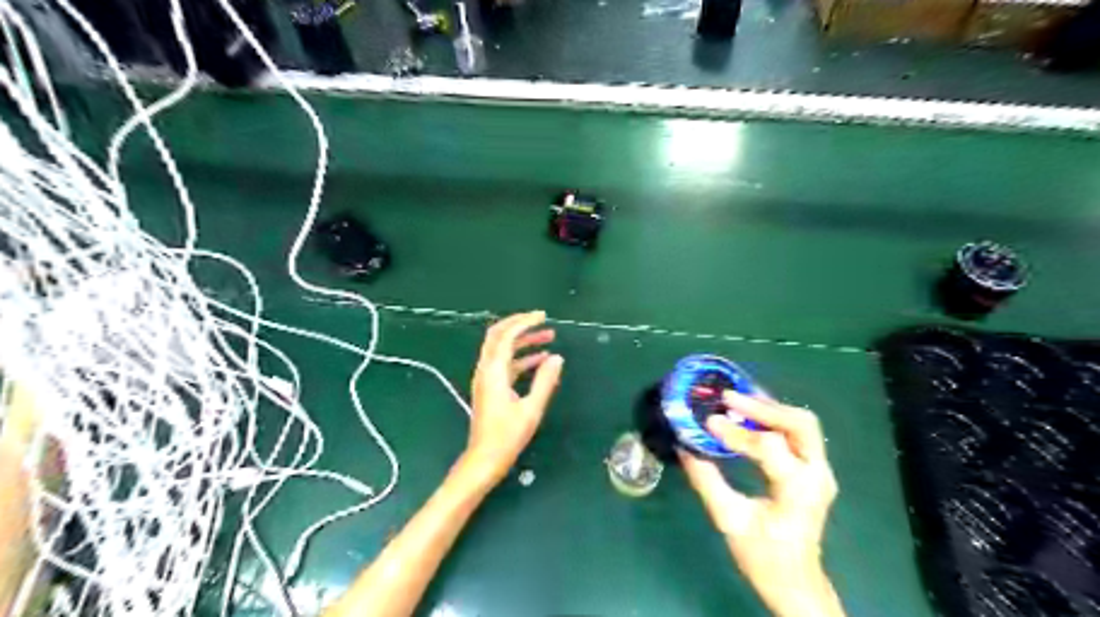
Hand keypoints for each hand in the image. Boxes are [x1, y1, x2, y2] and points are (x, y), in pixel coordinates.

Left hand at [463, 313, 566, 485]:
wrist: (484, 459)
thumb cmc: (507, 436)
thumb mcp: (531, 409)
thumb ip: (545, 381)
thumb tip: (557, 358)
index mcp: (494, 372)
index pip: (506, 336)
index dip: (524, 322)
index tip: (543, 316)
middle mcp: (486, 370)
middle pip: (498, 336)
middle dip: (520, 325)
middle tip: (542, 321)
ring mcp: (487, 379)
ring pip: (503, 349)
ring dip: (523, 341)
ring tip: (549, 338)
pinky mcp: (490, 388)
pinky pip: (506, 364)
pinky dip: (521, 357)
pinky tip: (541, 360)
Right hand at [681, 393, 843, 614]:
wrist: (796, 582)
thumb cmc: (763, 556)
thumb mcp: (729, 520)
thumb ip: (707, 481)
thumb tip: (685, 447)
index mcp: (798, 491)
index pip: (769, 447)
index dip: (737, 433)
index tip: (708, 421)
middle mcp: (817, 475)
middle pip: (800, 424)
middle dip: (763, 407)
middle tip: (728, 398)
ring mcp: (820, 471)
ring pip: (803, 423)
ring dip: (770, 408)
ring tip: (737, 400)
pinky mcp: (814, 469)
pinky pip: (798, 433)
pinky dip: (774, 418)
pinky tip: (750, 413)